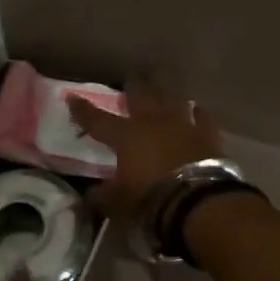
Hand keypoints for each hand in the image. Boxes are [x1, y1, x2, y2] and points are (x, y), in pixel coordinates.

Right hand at [68, 78, 223, 227]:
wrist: (197, 200)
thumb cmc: (151, 199)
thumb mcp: (118, 203)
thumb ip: (103, 196)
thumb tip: (90, 194)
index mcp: (126, 136)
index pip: (98, 120)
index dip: (83, 110)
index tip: (72, 97)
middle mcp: (152, 122)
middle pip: (141, 95)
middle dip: (134, 85)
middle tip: (132, 77)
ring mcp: (182, 124)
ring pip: (173, 98)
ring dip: (166, 91)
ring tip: (164, 84)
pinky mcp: (207, 134)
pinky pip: (203, 117)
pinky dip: (199, 112)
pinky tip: (198, 108)